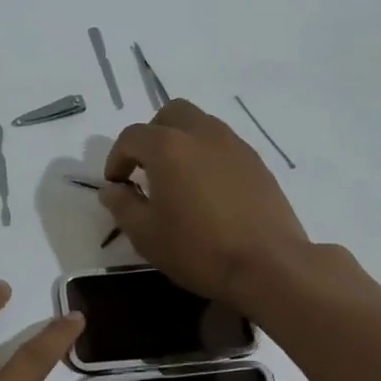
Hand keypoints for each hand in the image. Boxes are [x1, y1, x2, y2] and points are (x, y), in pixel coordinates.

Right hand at [102, 99, 313, 303]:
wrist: (269, 265)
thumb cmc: (198, 250)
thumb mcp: (146, 234)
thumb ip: (122, 205)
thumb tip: (112, 189)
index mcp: (168, 147)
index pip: (132, 136)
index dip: (117, 158)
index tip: (116, 184)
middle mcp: (202, 134)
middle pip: (170, 114)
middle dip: (152, 136)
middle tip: (146, 169)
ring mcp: (234, 145)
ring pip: (200, 125)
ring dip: (182, 143)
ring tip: (177, 179)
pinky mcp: (257, 162)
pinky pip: (223, 145)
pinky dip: (207, 156)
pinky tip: (207, 191)